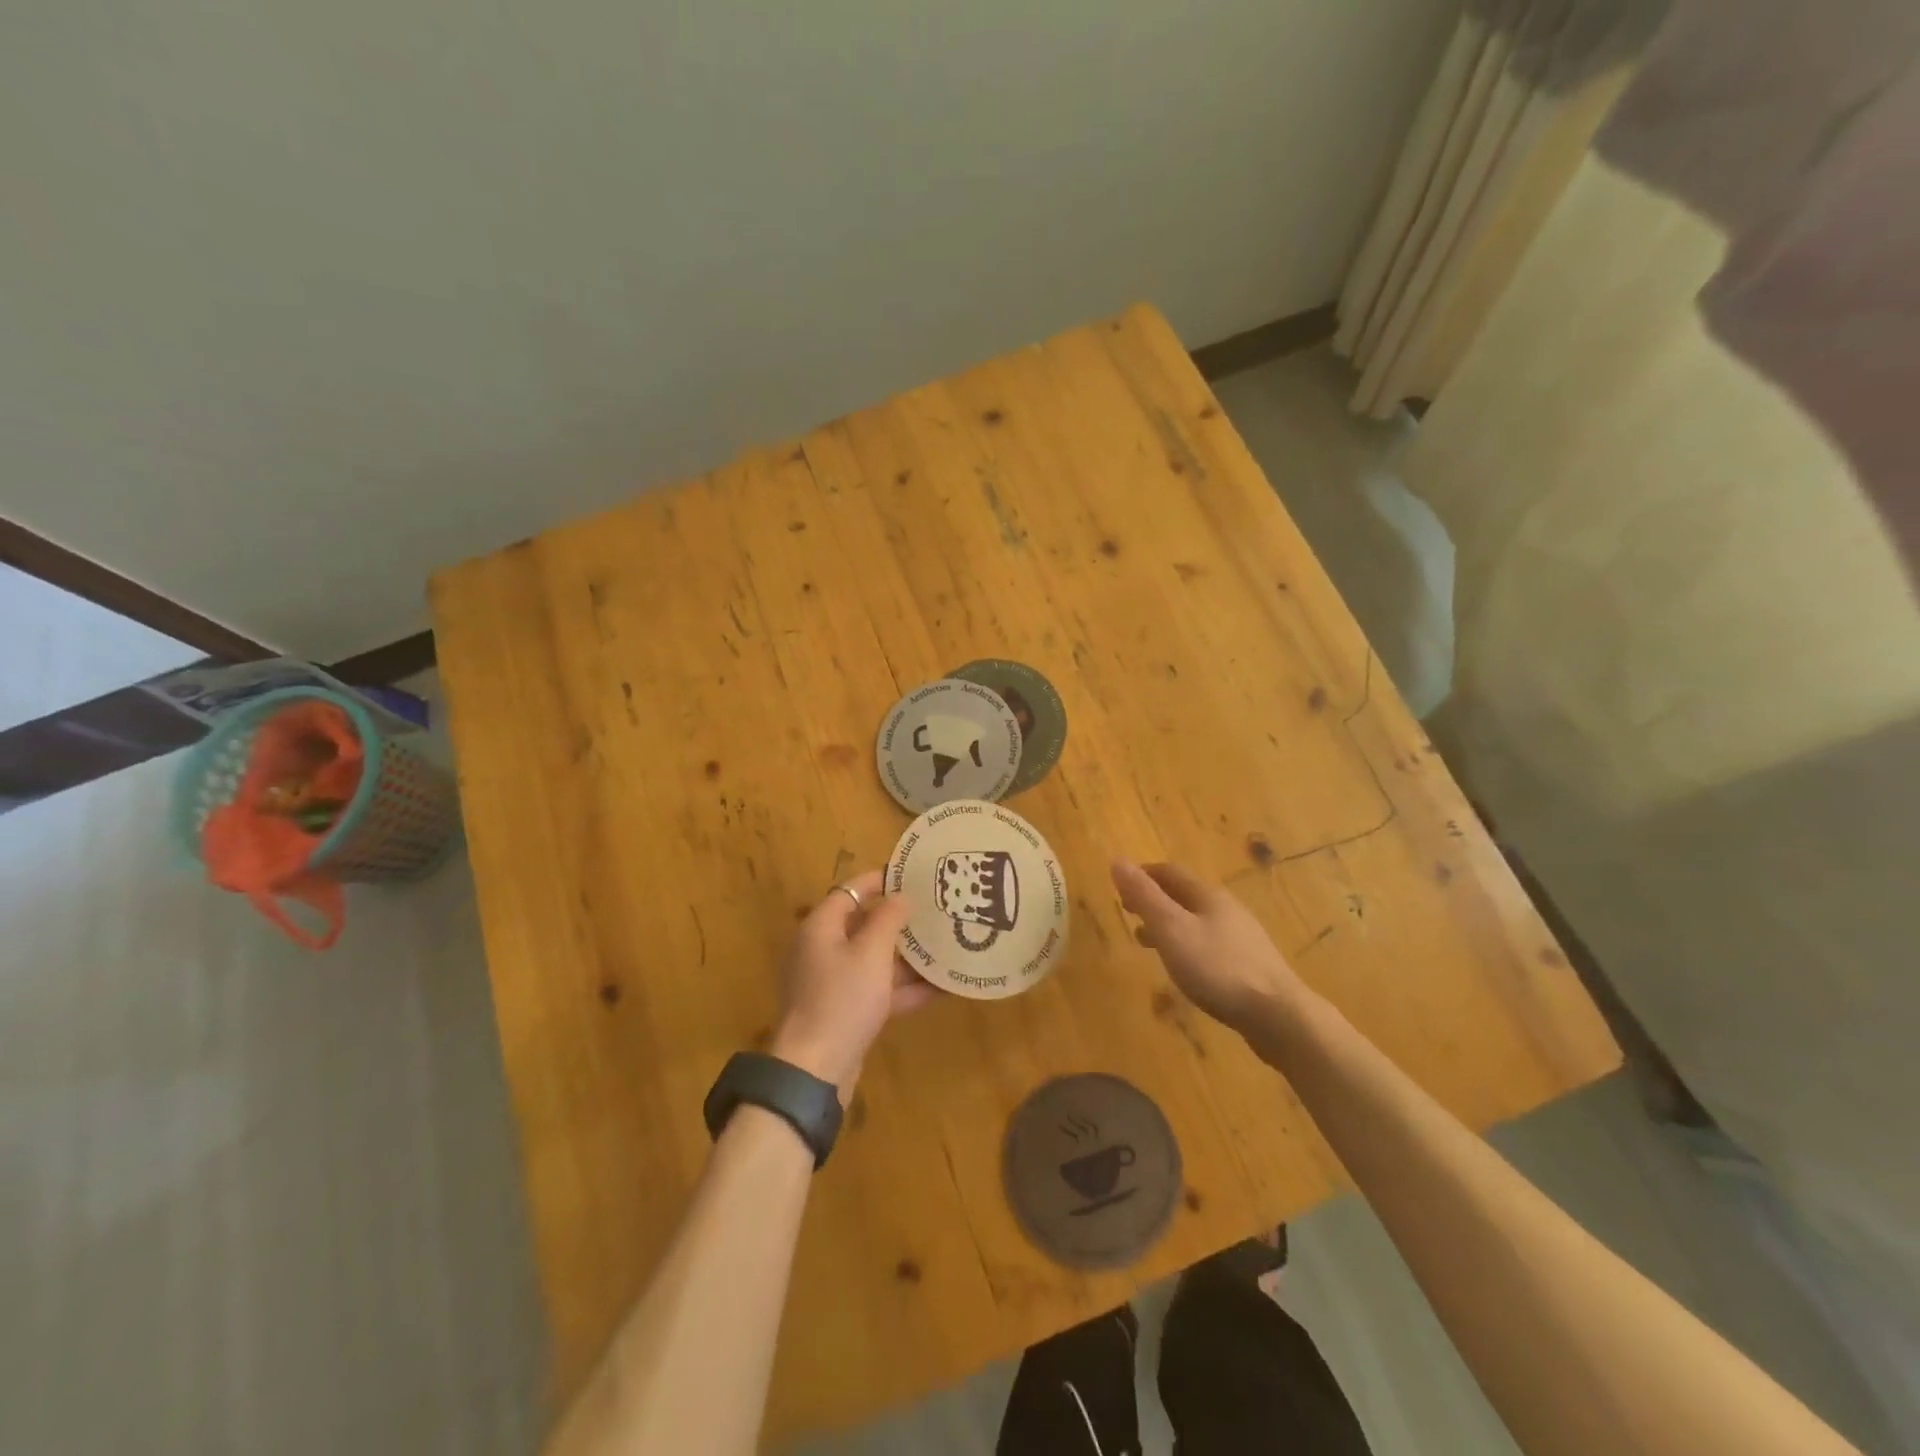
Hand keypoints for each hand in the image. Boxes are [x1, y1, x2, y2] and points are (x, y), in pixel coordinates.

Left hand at [772, 869, 937, 1100]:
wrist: (816, 1070)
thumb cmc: (842, 999)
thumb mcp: (871, 952)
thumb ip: (888, 919)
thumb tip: (900, 897)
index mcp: (821, 927)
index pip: (850, 890)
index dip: (880, 880)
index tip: (913, 875)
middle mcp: (824, 950)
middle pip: (864, 924)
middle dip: (900, 920)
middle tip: (935, 910)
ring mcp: (834, 982)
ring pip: (875, 959)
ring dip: (908, 956)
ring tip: (946, 945)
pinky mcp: (846, 1011)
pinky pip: (879, 989)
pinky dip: (905, 988)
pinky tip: (942, 988)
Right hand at [1112, 859, 1311, 1034]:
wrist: (1278, 1015)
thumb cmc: (1218, 968)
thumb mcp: (1172, 930)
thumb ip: (1144, 897)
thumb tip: (1118, 861)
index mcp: (1207, 895)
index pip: (1169, 872)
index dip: (1143, 875)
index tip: (1120, 888)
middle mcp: (1227, 909)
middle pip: (1184, 894)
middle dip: (1154, 900)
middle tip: (1129, 914)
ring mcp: (1242, 937)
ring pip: (1197, 920)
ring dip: (1169, 924)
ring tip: (1147, 943)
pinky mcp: (1249, 965)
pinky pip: (1209, 944)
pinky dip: (1186, 945)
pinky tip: (1184, 967)